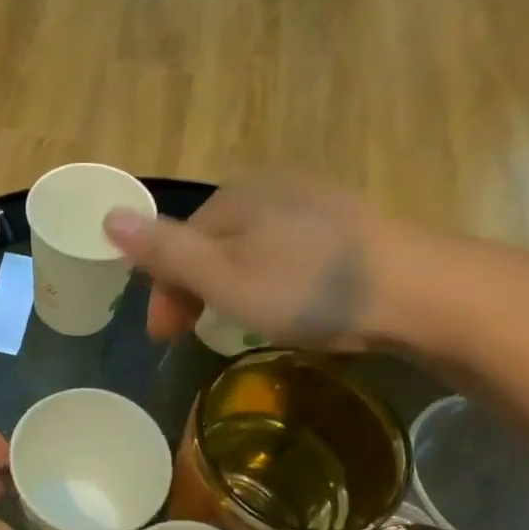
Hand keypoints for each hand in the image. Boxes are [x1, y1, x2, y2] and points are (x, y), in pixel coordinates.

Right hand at [102, 179, 440, 351]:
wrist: (421, 292)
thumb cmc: (307, 287)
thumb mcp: (223, 276)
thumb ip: (164, 250)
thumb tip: (107, 216)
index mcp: (234, 197)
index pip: (177, 243)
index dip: (163, 292)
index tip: (164, 339)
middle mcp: (271, 190)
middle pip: (212, 244)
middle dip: (195, 291)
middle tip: (196, 338)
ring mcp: (315, 206)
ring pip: (250, 249)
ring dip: (231, 288)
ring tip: (240, 325)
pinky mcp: (350, 230)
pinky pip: (288, 254)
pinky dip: (272, 282)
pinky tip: (290, 305)